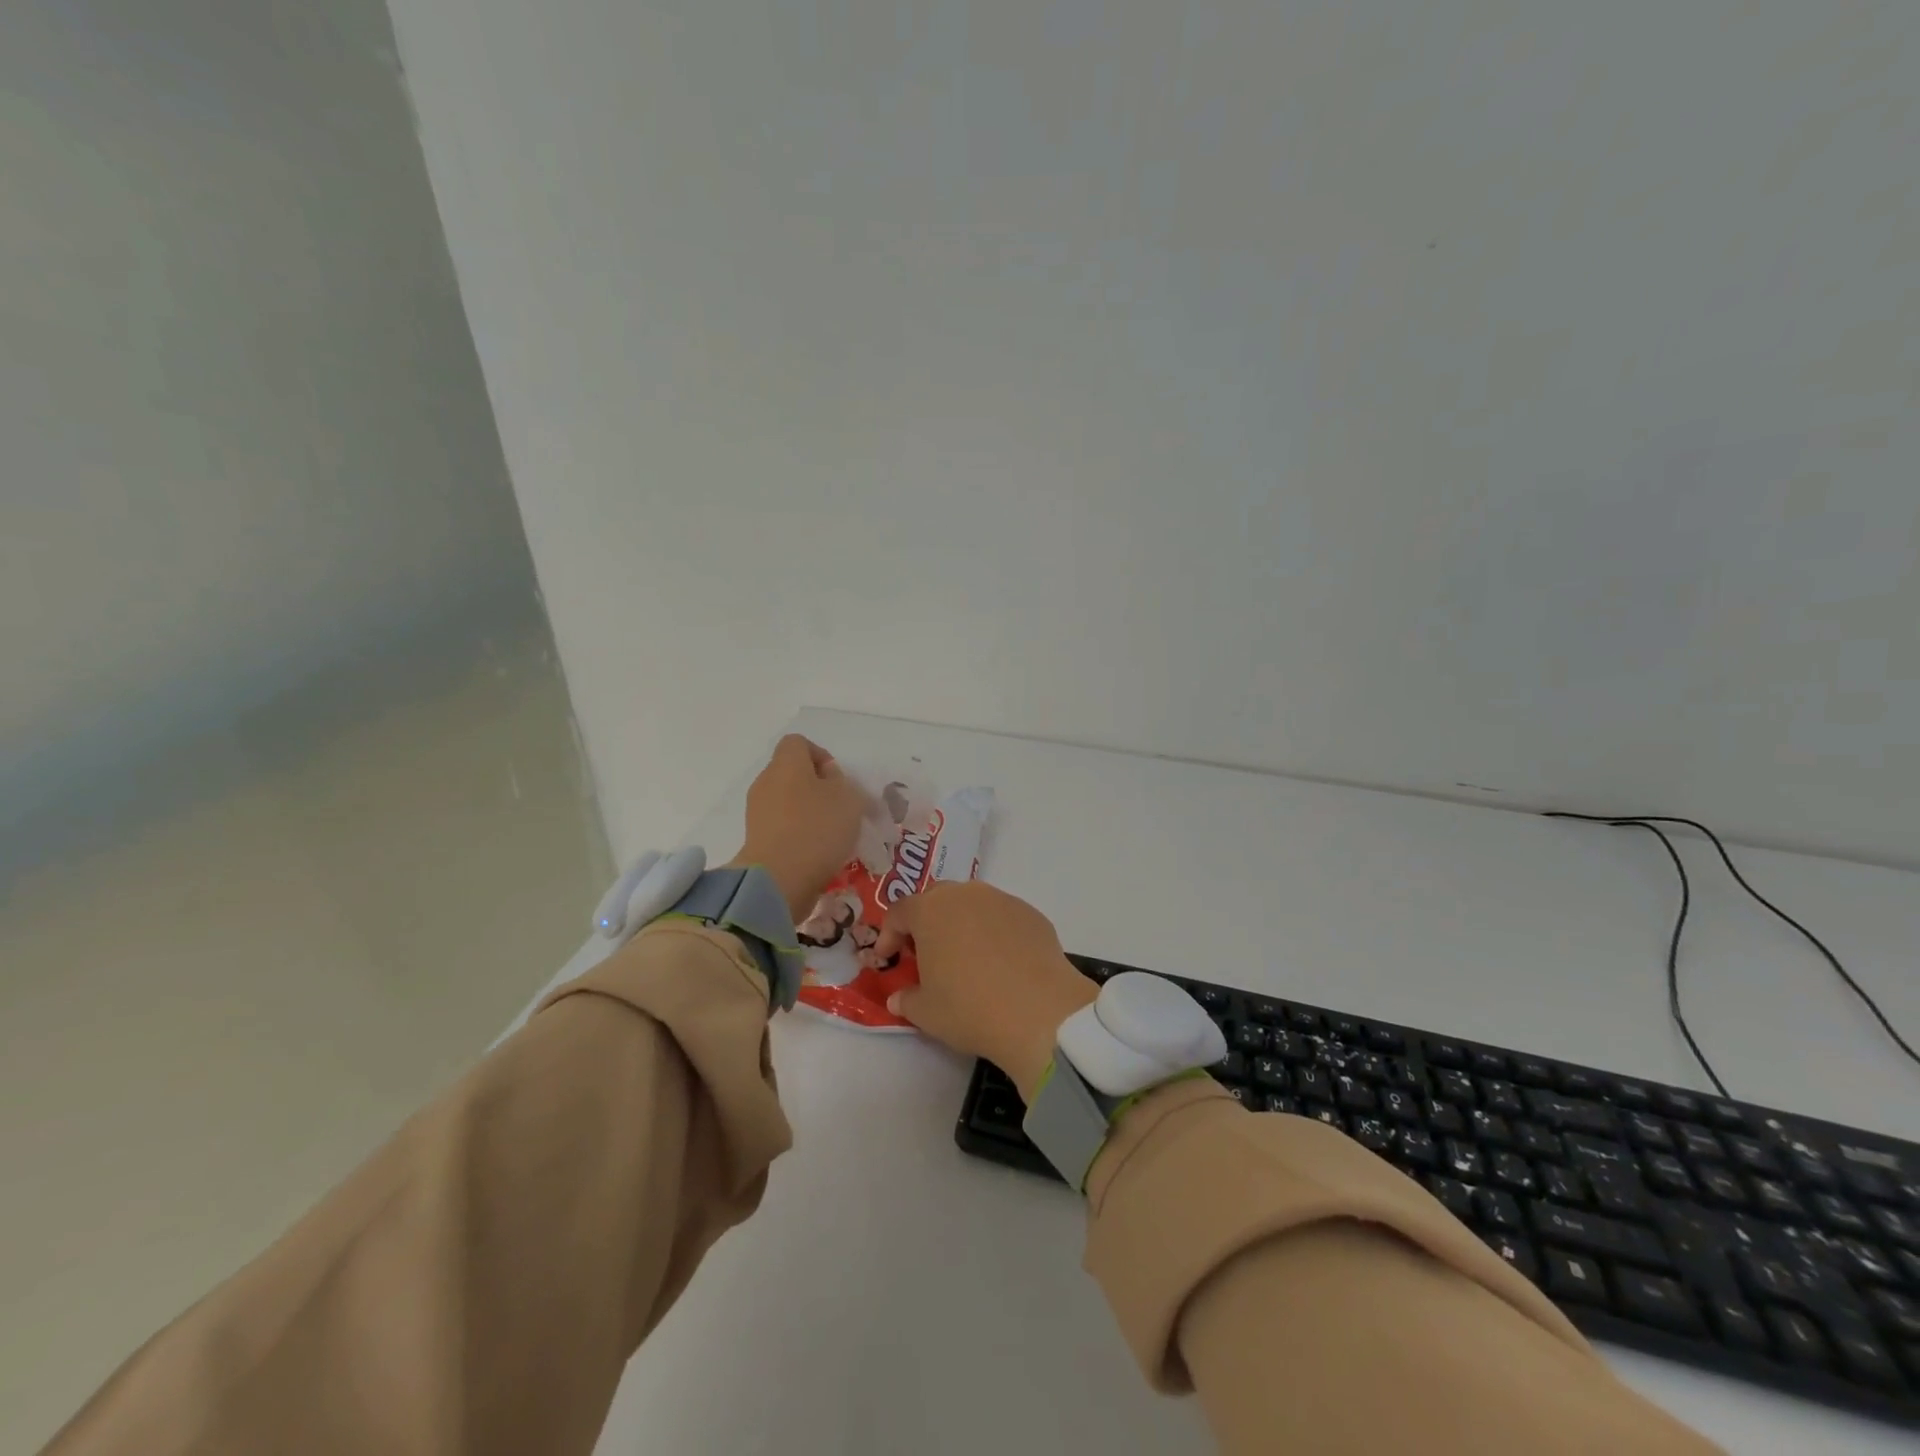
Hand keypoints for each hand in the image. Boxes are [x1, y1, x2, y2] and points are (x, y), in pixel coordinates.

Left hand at [729, 735, 869, 922]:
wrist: (779, 879)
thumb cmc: (817, 828)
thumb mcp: (848, 797)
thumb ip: (841, 781)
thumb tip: (827, 778)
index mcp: (786, 764)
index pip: (798, 743)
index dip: (820, 755)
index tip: (838, 779)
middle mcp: (766, 782)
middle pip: (792, 773)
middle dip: (818, 787)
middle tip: (841, 808)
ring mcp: (757, 812)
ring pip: (788, 802)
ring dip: (809, 813)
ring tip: (833, 834)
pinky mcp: (757, 840)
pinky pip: (782, 827)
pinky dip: (799, 834)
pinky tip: (817, 852)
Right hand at [874, 883, 1096, 1101]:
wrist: (1040, 1011)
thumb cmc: (970, 1008)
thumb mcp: (926, 1012)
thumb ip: (907, 999)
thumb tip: (898, 998)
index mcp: (930, 911)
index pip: (899, 912)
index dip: (889, 935)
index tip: (889, 959)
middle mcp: (965, 894)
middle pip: (935, 899)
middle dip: (925, 922)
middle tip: (925, 953)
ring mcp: (1001, 900)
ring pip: (971, 904)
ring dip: (961, 924)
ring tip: (964, 957)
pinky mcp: (1030, 913)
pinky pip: (1002, 916)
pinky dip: (993, 932)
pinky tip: (1000, 963)